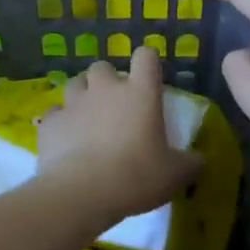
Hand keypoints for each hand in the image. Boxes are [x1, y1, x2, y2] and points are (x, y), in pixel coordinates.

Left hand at [35, 49, 200, 227]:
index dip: (147, 63)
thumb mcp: (175, 175)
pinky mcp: (50, 122)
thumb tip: (199, 160)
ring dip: (82, 96)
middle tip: (115, 106)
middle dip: (107, 81)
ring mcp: (75, 102)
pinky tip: (65, 140)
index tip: (149, 79)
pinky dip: (60, 123)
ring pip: (75, 84)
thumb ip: (190, 163)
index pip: (146, 56)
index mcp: (140, 92)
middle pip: (103, 67)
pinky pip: (55, 113)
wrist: (82, 193)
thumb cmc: (136, 176)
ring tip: (88, 120)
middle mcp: (106, 88)